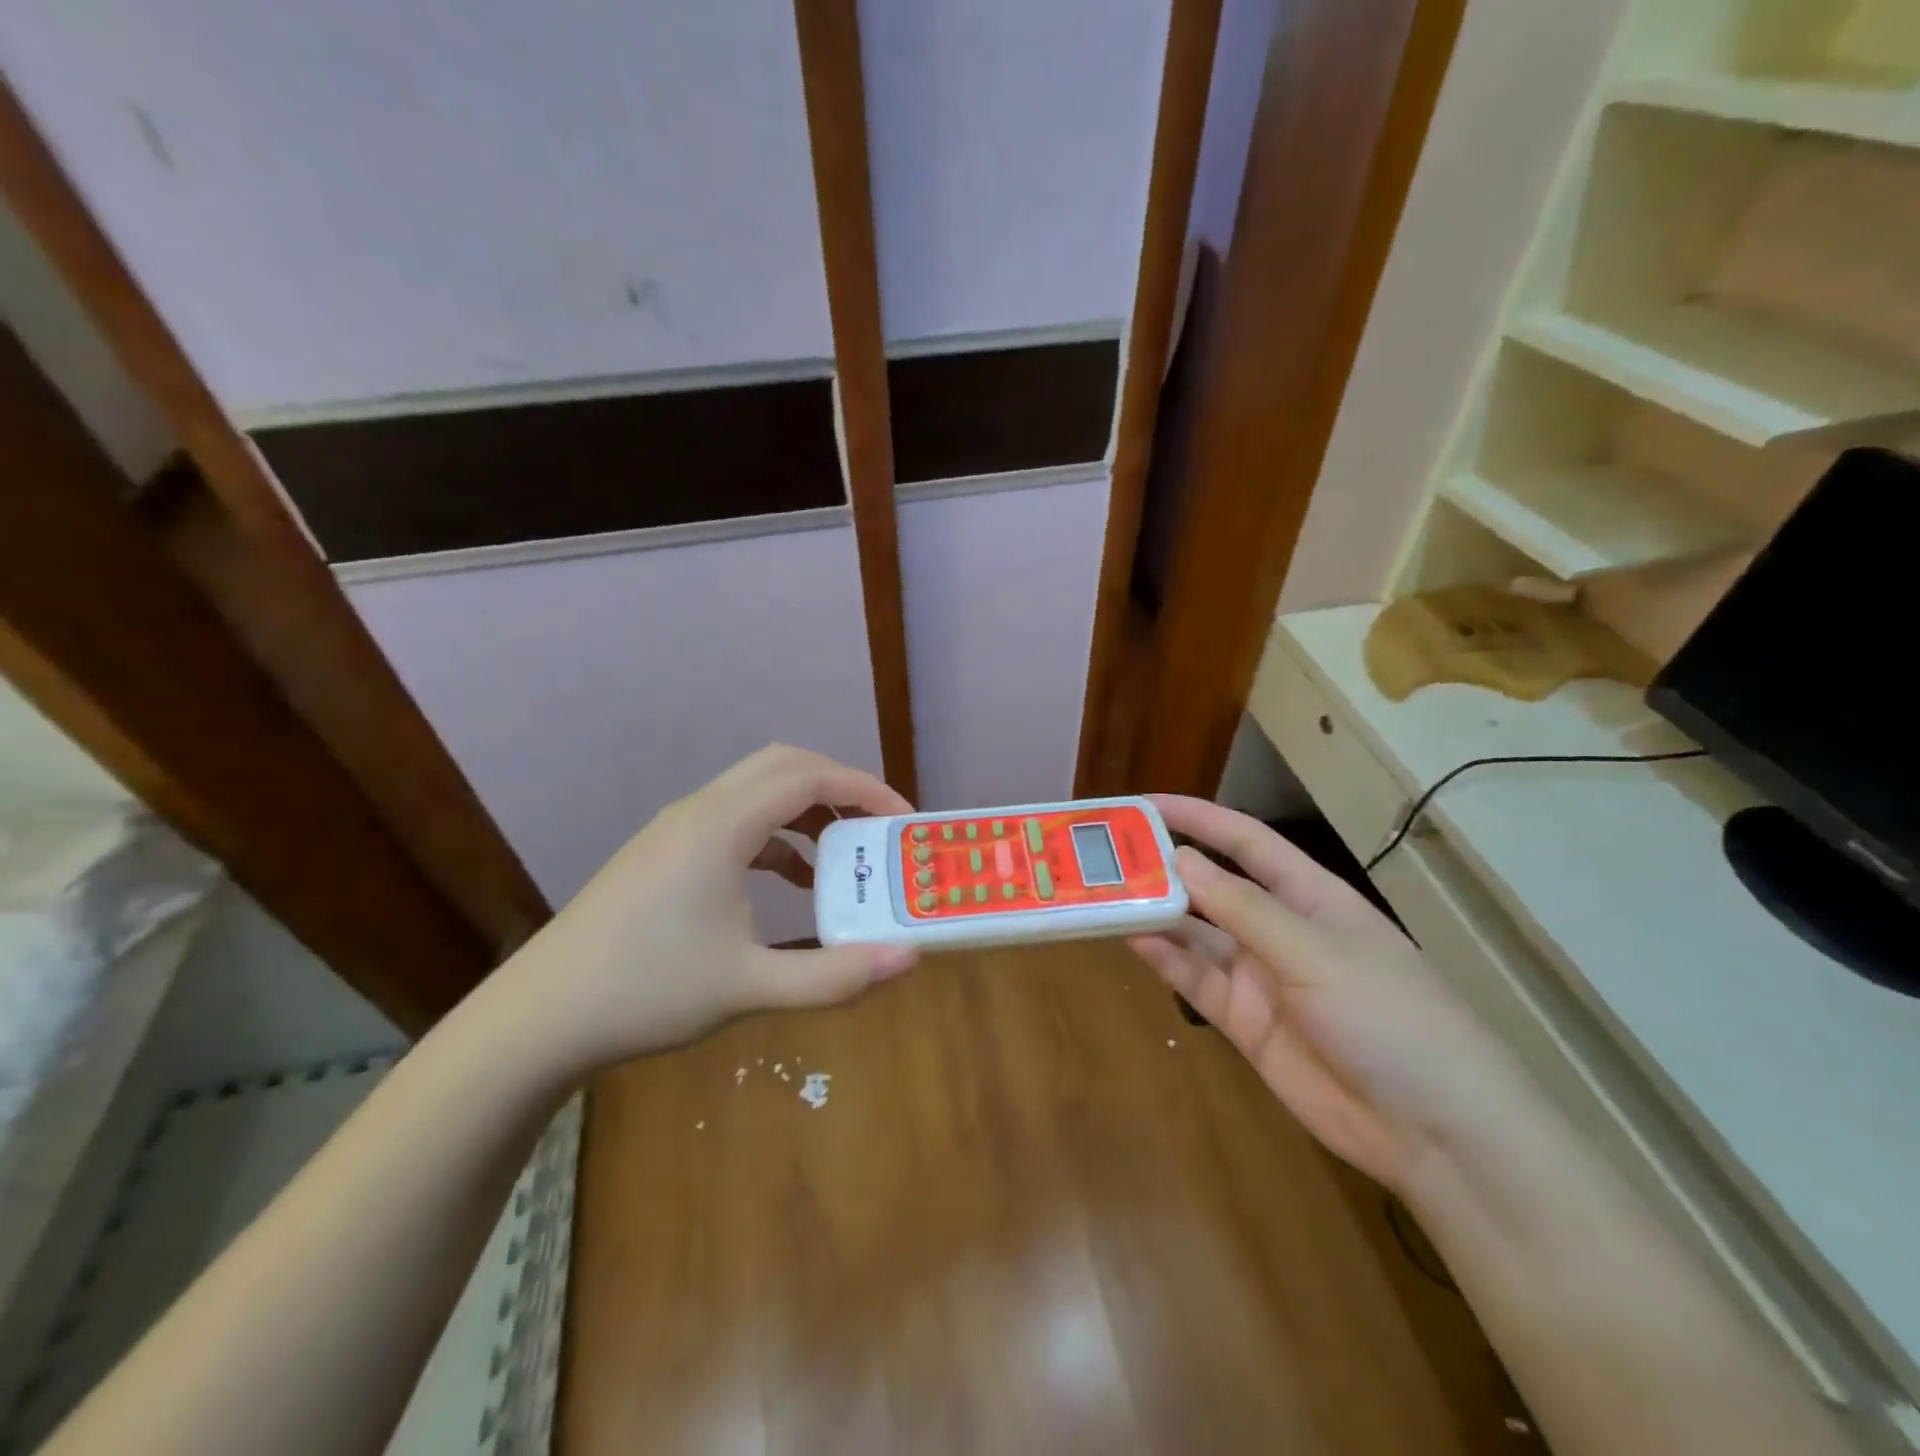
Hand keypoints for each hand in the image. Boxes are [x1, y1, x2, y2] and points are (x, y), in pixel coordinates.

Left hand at [498, 745, 918, 1070]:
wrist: (540, 1017)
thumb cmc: (647, 992)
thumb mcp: (750, 987)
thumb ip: (833, 976)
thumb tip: (907, 959)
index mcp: (721, 825)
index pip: (808, 776)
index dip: (864, 788)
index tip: (902, 820)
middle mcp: (699, 810)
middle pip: (783, 766)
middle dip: (838, 788)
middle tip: (876, 827)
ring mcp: (675, 828)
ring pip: (755, 791)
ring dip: (804, 812)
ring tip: (841, 857)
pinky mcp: (662, 852)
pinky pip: (734, 821)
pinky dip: (774, 836)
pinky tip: (790, 883)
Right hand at [1129, 796, 1521, 1191]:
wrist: (1435, 1133)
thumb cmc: (1388, 1018)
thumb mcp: (1315, 952)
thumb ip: (1243, 908)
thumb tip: (1180, 859)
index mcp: (1311, 897)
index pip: (1246, 842)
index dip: (1198, 818)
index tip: (1145, 806)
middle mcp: (1280, 930)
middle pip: (1214, 887)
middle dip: (1167, 869)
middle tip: (1108, 855)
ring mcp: (1261, 978)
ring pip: (1197, 934)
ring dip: (1158, 914)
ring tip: (1107, 895)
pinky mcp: (1246, 1023)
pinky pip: (1197, 981)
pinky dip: (1166, 960)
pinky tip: (1134, 941)